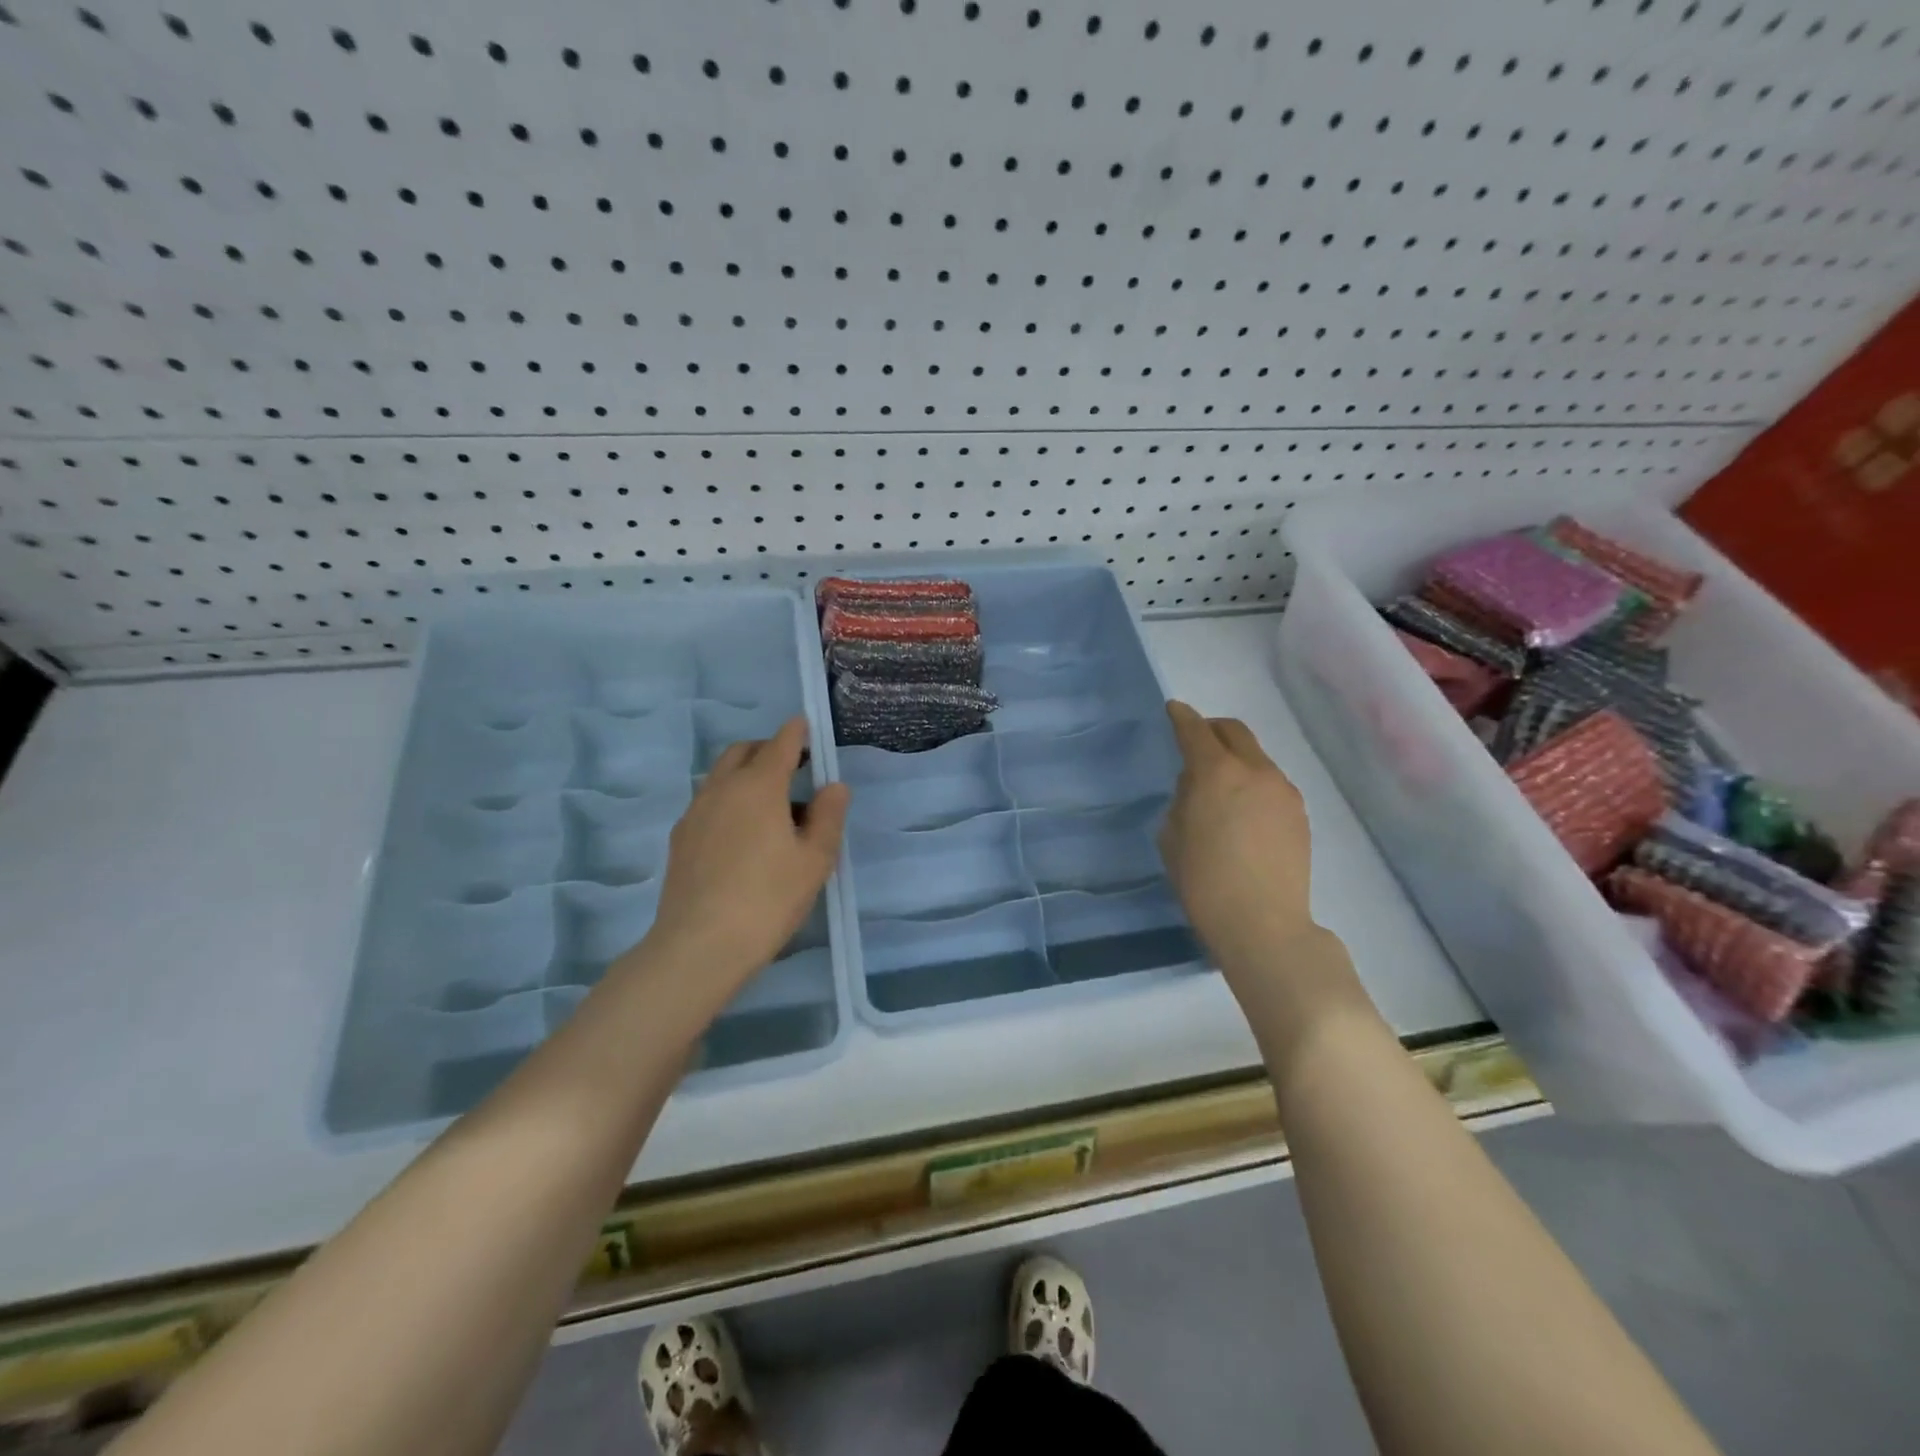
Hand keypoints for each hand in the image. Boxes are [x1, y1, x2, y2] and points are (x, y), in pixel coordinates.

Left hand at [641, 718, 850, 991]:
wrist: (700, 946)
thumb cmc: (768, 899)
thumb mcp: (815, 860)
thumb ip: (828, 816)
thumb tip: (833, 786)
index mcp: (759, 786)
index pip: (780, 743)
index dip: (797, 732)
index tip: (808, 728)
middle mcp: (722, 788)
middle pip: (743, 751)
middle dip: (768, 749)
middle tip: (793, 767)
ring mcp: (695, 812)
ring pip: (721, 775)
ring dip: (746, 774)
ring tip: (771, 806)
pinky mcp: (680, 838)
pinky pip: (708, 801)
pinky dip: (729, 799)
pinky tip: (742, 834)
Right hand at [1160, 701, 1318, 979]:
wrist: (1263, 924)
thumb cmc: (1203, 882)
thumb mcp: (1172, 837)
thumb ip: (1183, 799)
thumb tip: (1198, 786)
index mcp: (1216, 773)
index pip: (1195, 730)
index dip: (1181, 717)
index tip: (1173, 710)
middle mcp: (1255, 771)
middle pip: (1234, 731)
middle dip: (1212, 729)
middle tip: (1196, 741)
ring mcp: (1283, 791)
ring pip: (1256, 757)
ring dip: (1235, 758)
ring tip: (1220, 786)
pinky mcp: (1299, 813)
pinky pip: (1271, 783)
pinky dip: (1253, 782)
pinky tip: (1243, 812)